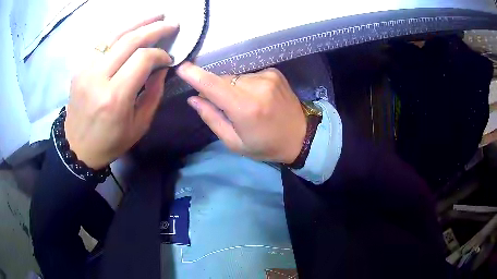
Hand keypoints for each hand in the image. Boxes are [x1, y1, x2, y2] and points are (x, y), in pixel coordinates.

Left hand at [65, 15, 177, 168]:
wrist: (77, 148)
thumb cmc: (110, 142)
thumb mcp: (139, 124)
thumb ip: (153, 93)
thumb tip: (162, 67)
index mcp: (115, 97)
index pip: (142, 59)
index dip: (160, 54)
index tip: (169, 58)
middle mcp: (98, 78)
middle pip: (129, 40)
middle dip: (154, 28)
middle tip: (171, 23)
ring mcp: (85, 70)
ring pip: (114, 35)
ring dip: (137, 22)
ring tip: (155, 16)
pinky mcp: (80, 68)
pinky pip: (102, 42)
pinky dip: (119, 32)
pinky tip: (131, 28)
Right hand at [177, 62, 305, 163]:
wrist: (301, 137)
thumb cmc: (266, 145)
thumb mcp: (235, 142)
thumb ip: (212, 118)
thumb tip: (193, 98)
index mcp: (245, 108)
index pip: (213, 85)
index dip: (195, 75)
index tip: (181, 68)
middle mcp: (257, 87)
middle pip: (223, 79)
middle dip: (216, 89)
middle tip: (226, 107)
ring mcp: (267, 77)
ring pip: (235, 77)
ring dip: (233, 88)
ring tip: (246, 105)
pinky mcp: (274, 73)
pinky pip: (249, 75)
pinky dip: (246, 84)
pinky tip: (257, 97)